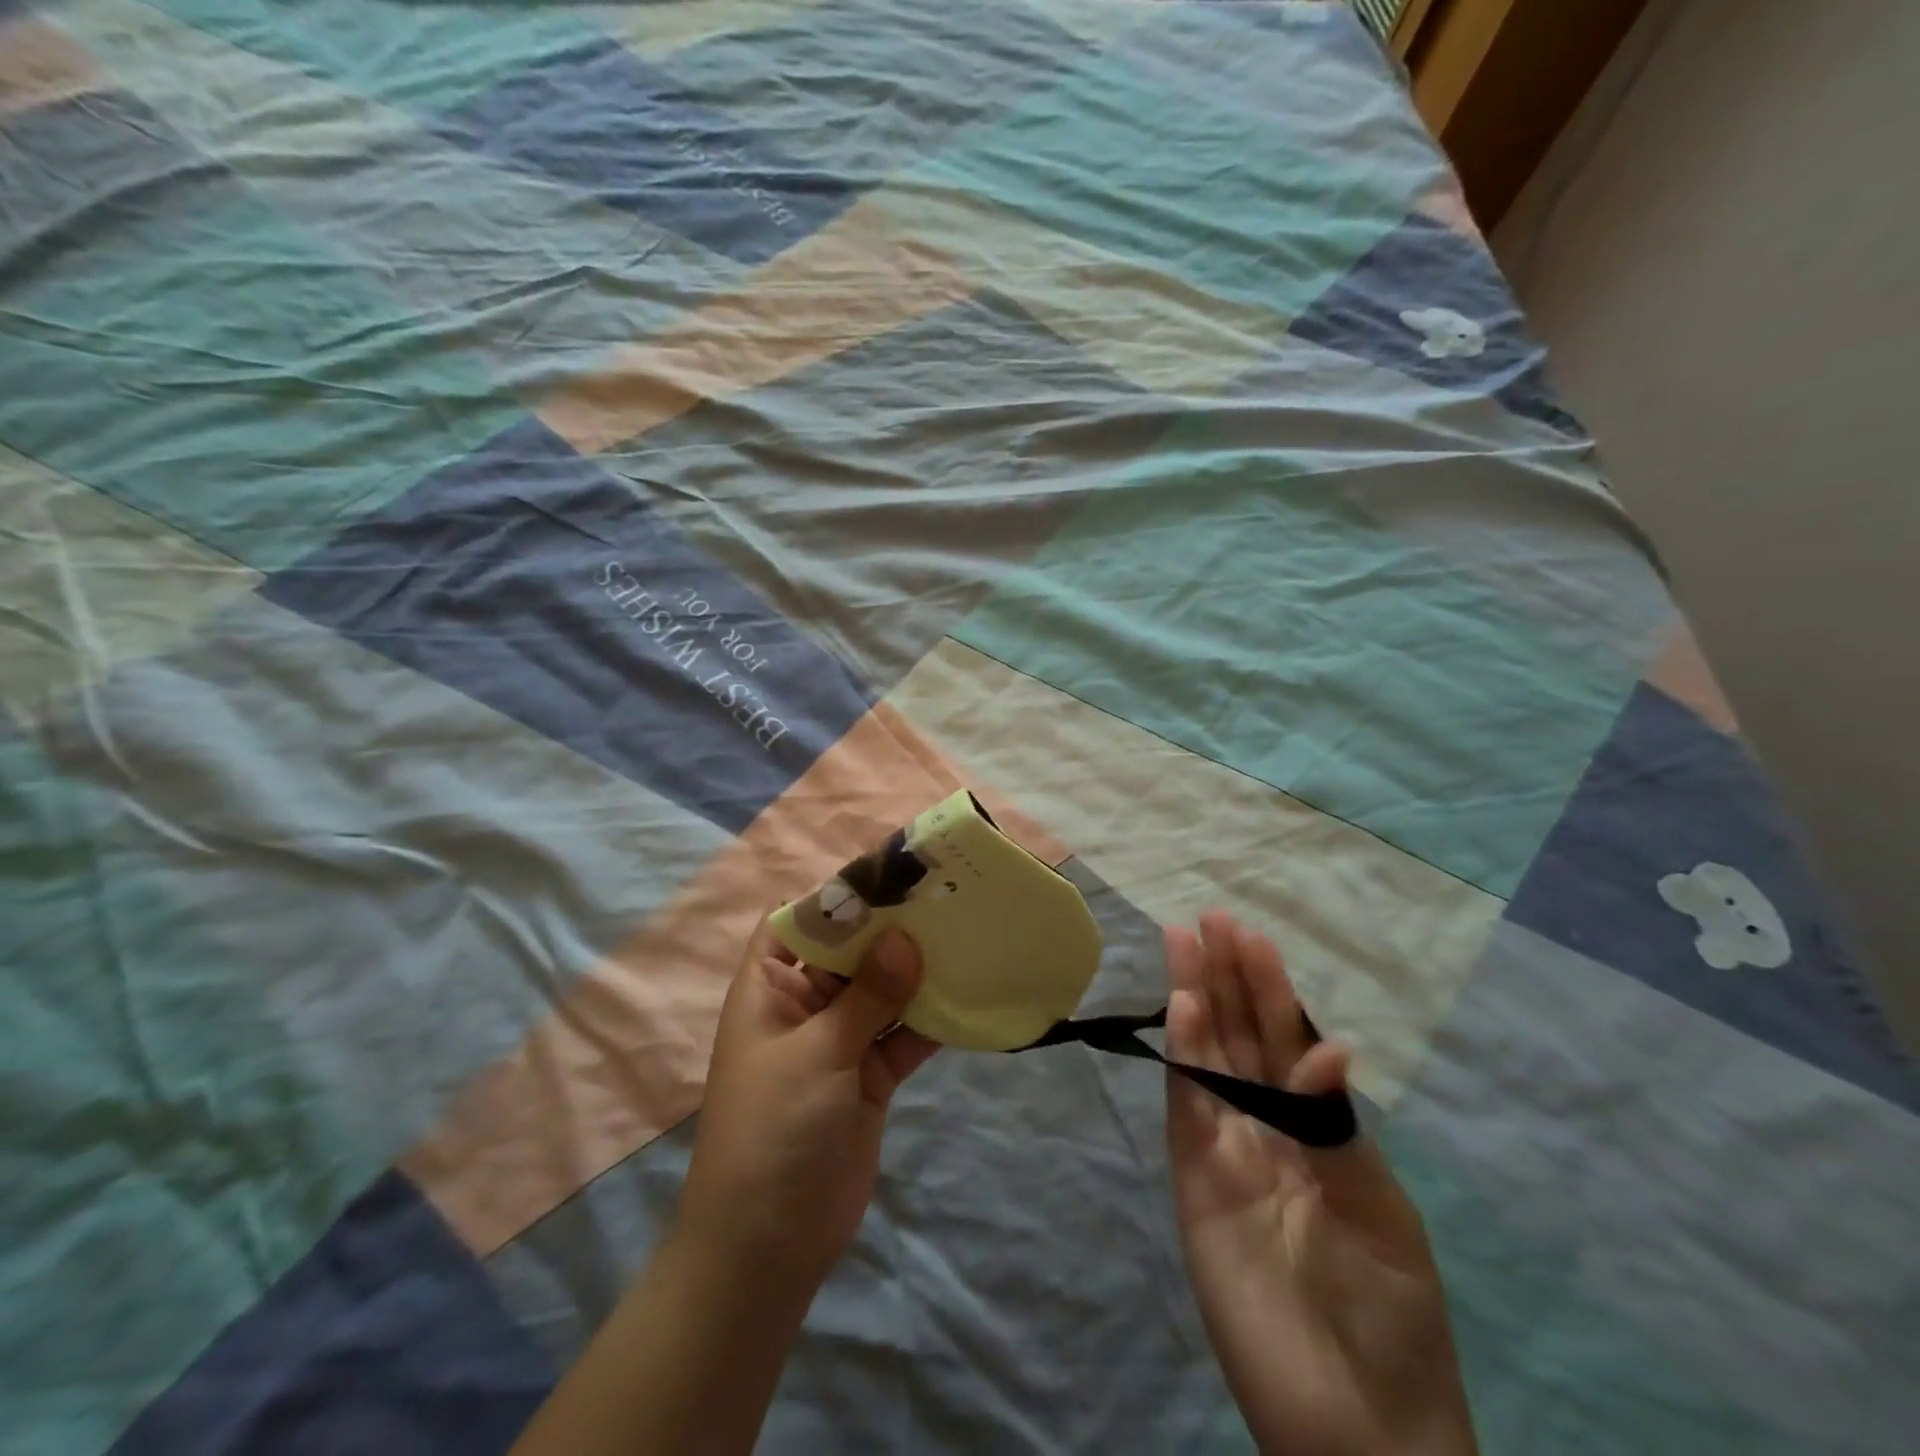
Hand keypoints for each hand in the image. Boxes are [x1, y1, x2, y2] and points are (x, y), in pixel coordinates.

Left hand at [675, 915, 939, 1294]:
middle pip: (849, 952)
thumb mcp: (816, 1052)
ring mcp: (839, 1041)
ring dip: (917, 970)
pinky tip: (968, 994)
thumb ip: (866, 995)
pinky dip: (930, 1020)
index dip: (837, 894)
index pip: (798, 921)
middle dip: (891, 928)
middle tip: (944, 895)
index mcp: (770, 988)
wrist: (768, 1246)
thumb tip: (906, 937)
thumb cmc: (773, 1130)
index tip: (891, 870)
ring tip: (965, 933)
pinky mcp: (870, 1076)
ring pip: (882, 991)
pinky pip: (903, 1035)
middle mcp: (804, 1005)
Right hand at [1166, 912, 1476, 1455]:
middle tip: (1207, 919)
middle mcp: (1267, 1123)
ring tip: (1182, 942)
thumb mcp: (1380, 1213)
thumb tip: (1330, 1046)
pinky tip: (1181, 1011)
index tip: (1250, 936)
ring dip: (1194, 999)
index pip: (1287, 1039)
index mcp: (1318, 1126)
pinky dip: (1181, 1056)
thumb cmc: (1388, 1315)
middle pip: (1239, 1034)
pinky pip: (1186, 1106)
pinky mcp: (1193, 1177)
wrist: (1353, 1424)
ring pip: (1205, 1056)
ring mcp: (1226, 1147)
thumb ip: (1337, 1126)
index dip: (1268, 987)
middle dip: (1223, 975)